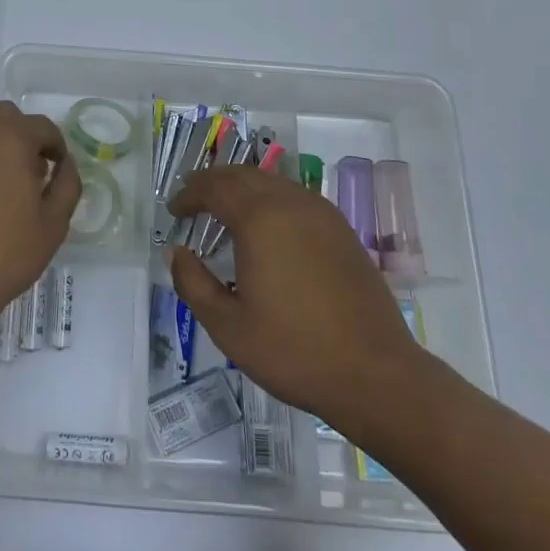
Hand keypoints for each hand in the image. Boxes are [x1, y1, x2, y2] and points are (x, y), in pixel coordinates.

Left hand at [0, 101, 79, 353]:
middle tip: (25, 175)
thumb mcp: (54, 224)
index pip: (41, 127)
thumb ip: (67, 184)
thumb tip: (64, 165)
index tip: (56, 172)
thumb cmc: (5, 255)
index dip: (55, 147)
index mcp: (8, 137)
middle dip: (19, 138)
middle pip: (1, 118)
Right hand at [166, 167, 431, 431]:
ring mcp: (322, 214)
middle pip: (243, 175)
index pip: (214, 188)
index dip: (189, 194)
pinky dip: (270, 198)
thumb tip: (176, 253)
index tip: (173, 210)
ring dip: (243, 187)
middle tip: (192, 197)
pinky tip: (266, 225)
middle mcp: (291, 204)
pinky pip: (296, 197)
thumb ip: (193, 283)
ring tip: (225, 207)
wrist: (376, 375)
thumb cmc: (294, 351)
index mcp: (260, 220)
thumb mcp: (228, 326)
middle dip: (213, 182)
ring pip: (272, 182)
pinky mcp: (342, 231)